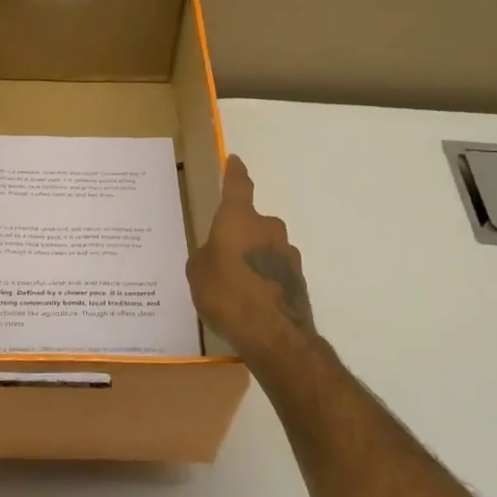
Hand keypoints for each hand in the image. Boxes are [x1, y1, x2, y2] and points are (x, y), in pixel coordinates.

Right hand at [187, 155, 322, 384]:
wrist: (275, 336)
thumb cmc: (228, 295)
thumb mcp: (198, 274)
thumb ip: (205, 256)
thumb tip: (215, 254)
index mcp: (239, 219)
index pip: (238, 186)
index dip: (235, 172)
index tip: (235, 161)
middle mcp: (268, 228)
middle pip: (251, 222)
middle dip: (239, 233)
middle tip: (222, 255)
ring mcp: (288, 253)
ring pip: (265, 247)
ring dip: (253, 258)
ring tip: (236, 285)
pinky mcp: (298, 278)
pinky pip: (274, 270)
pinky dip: (264, 278)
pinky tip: (252, 301)